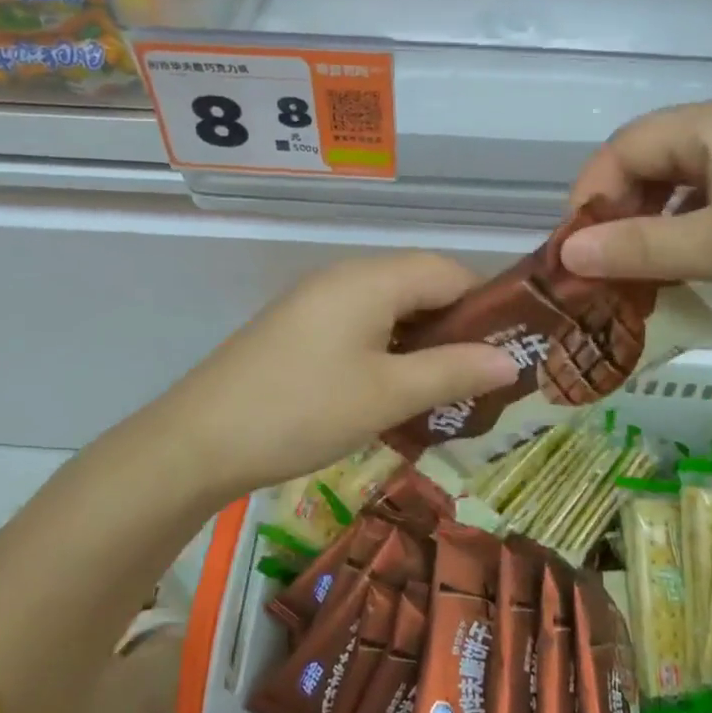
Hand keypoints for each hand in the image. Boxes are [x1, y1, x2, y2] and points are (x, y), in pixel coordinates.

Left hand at [138, 253, 518, 493]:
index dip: (488, 306)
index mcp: (372, 278)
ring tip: (445, 391)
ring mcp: (318, 300)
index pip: (451, 272)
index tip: (512, 351)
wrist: (199, 440)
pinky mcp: (300, 327)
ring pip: (391, 308)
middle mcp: (347, 277)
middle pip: (421, 286)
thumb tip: (512, 361)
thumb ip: (453, 371)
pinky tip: (394, 391)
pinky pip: (362, 325)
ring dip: (423, 342)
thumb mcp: (388, 394)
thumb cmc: (304, 410)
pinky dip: (389, 350)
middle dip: (457, 328)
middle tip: (482, 379)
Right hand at [563, 97, 711, 343]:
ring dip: (648, 224)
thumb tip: (567, 253)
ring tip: (630, 270)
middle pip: (650, 159)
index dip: (592, 193)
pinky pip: (710, 202)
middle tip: (599, 264)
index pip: (627, 145)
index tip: (575, 248)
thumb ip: (637, 248)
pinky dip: (682, 231)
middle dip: (618, 211)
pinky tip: (676, 264)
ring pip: (679, 183)